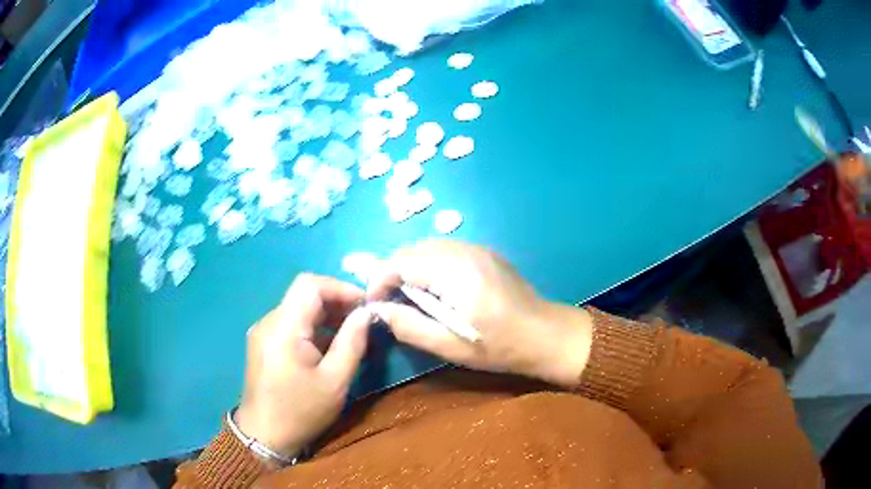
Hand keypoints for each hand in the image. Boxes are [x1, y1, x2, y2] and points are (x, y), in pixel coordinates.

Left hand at [235, 274, 373, 460]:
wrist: (265, 435)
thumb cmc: (302, 411)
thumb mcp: (335, 380)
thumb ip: (352, 342)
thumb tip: (366, 313)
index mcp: (283, 328)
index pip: (310, 285)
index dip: (340, 287)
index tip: (365, 304)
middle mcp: (268, 322)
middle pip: (303, 294)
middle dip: (336, 302)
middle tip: (362, 320)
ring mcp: (263, 332)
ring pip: (297, 308)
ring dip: (325, 315)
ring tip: (350, 334)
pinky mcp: (263, 343)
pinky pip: (290, 323)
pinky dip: (312, 327)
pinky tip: (328, 346)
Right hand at [366, 241, 592, 388]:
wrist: (546, 335)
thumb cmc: (500, 347)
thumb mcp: (451, 346)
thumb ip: (409, 326)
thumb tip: (378, 310)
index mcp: (457, 273)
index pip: (401, 261)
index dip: (379, 280)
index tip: (374, 304)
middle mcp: (465, 251)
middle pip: (411, 250)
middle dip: (392, 272)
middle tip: (391, 303)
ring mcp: (477, 248)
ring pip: (426, 247)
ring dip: (410, 268)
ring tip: (410, 298)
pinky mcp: (484, 252)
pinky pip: (444, 250)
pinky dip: (428, 265)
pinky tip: (435, 289)